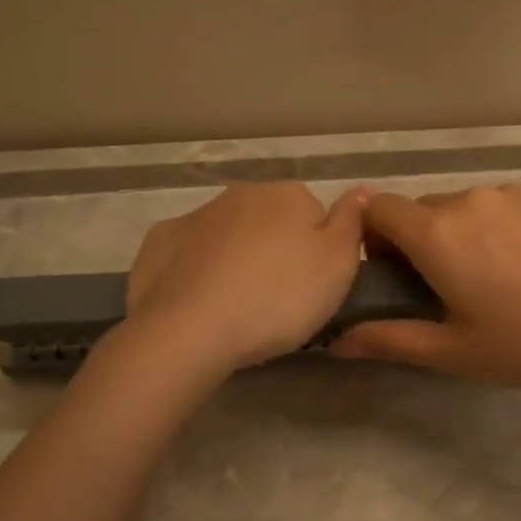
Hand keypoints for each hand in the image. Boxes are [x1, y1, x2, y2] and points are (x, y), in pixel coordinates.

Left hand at [122, 182, 367, 373]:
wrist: (190, 330)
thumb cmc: (278, 298)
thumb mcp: (339, 265)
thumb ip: (352, 222)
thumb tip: (360, 190)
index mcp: (288, 196)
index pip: (314, 216)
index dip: (316, 253)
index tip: (311, 287)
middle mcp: (241, 194)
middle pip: (270, 222)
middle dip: (275, 252)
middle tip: (277, 300)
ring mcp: (196, 216)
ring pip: (229, 236)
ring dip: (236, 260)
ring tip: (238, 308)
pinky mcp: (159, 242)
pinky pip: (189, 254)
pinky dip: (196, 271)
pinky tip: (200, 302)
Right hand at [331, 180, 520, 392]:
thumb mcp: (456, 352)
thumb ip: (391, 340)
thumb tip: (335, 341)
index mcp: (439, 234)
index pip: (379, 209)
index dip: (374, 238)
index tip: (394, 273)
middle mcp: (471, 198)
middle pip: (423, 210)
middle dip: (421, 241)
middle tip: (449, 287)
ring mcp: (515, 190)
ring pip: (467, 205)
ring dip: (465, 232)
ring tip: (501, 277)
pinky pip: (507, 201)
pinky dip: (504, 223)